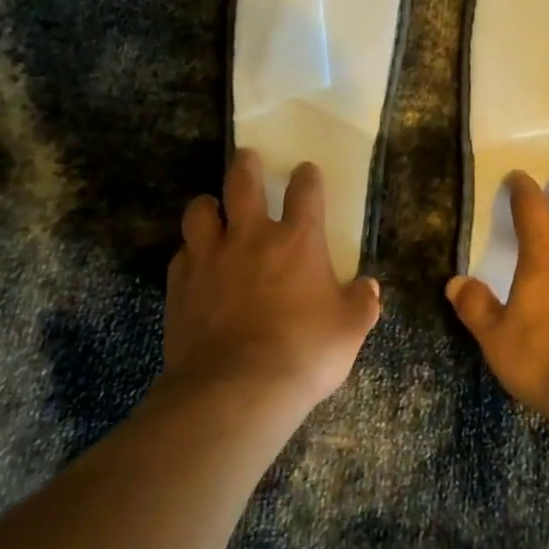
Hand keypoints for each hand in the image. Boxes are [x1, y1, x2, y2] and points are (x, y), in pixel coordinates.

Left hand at [163, 149, 380, 413]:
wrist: (236, 389)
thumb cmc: (305, 352)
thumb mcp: (350, 329)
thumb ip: (361, 302)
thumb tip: (369, 287)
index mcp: (298, 240)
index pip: (305, 191)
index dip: (307, 177)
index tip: (306, 172)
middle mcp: (251, 237)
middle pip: (242, 182)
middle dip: (246, 165)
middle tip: (248, 159)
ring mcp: (210, 258)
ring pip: (200, 211)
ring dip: (208, 205)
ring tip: (213, 210)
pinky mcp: (180, 285)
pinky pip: (182, 255)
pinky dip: (190, 253)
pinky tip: (196, 265)